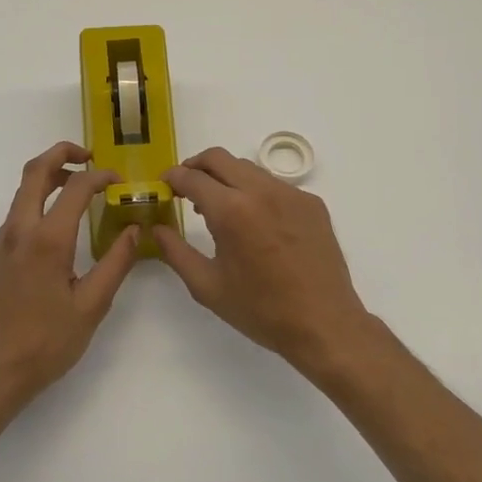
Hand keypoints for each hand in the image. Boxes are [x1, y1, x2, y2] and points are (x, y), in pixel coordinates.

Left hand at [0, 141, 139, 408]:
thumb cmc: (45, 343)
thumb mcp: (92, 306)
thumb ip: (116, 262)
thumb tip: (135, 229)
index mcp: (48, 240)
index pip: (76, 187)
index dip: (100, 176)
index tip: (118, 181)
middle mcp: (18, 232)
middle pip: (35, 171)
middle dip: (62, 153)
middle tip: (88, 157)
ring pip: (21, 194)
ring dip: (48, 179)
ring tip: (76, 189)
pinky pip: (14, 220)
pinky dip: (37, 207)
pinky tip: (55, 235)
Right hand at [156, 148, 379, 373]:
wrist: (324, 323)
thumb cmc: (261, 310)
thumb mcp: (208, 286)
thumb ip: (175, 252)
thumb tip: (156, 229)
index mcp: (232, 211)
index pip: (193, 177)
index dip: (172, 177)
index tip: (164, 185)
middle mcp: (261, 191)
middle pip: (219, 158)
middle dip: (196, 166)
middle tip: (185, 187)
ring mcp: (291, 193)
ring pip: (248, 168)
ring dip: (226, 177)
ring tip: (219, 207)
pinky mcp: (312, 203)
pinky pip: (274, 185)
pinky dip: (255, 192)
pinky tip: (255, 222)